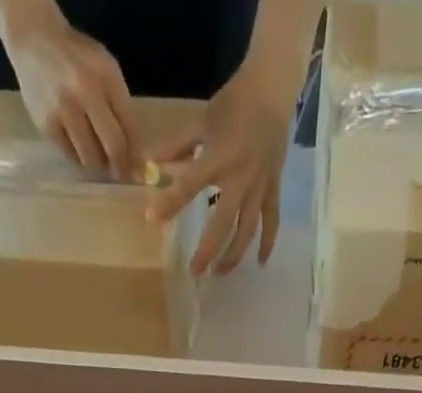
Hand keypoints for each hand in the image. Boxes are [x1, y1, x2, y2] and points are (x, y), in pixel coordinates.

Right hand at [3, 2, 139, 178]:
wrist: (34, 40)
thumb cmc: (78, 60)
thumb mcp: (106, 71)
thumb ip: (122, 108)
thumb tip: (136, 156)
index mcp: (106, 76)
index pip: (129, 127)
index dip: (136, 155)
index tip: (139, 172)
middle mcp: (84, 92)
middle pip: (113, 146)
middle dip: (121, 167)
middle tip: (121, 175)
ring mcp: (63, 110)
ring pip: (91, 158)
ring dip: (99, 166)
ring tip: (99, 160)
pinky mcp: (46, 125)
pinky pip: (70, 157)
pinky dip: (79, 159)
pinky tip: (79, 149)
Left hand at [147, 57, 299, 273]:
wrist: (271, 91)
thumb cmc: (233, 105)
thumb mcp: (201, 121)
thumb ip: (176, 146)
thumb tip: (148, 163)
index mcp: (218, 157)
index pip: (190, 184)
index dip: (170, 202)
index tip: (151, 218)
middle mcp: (240, 178)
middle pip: (223, 222)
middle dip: (208, 249)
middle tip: (194, 271)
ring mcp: (259, 187)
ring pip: (248, 229)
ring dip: (234, 254)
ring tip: (220, 273)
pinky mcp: (273, 189)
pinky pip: (271, 222)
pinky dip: (267, 243)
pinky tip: (259, 263)